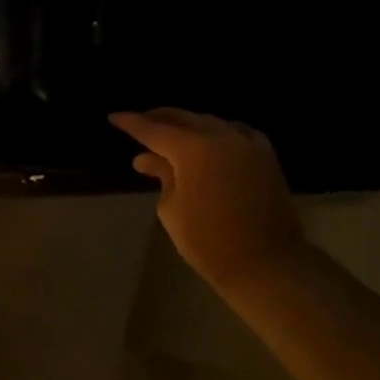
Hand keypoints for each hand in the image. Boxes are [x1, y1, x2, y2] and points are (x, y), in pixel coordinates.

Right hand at [109, 108, 305, 295]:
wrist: (264, 262)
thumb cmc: (207, 241)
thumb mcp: (172, 208)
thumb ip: (162, 176)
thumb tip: (147, 159)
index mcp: (193, 149)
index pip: (153, 130)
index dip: (131, 123)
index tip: (114, 117)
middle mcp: (221, 137)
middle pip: (184, 119)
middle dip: (159, 118)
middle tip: (140, 122)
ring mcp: (247, 144)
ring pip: (210, 123)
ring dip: (188, 125)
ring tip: (170, 134)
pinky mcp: (265, 156)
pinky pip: (235, 133)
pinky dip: (216, 133)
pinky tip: (208, 142)